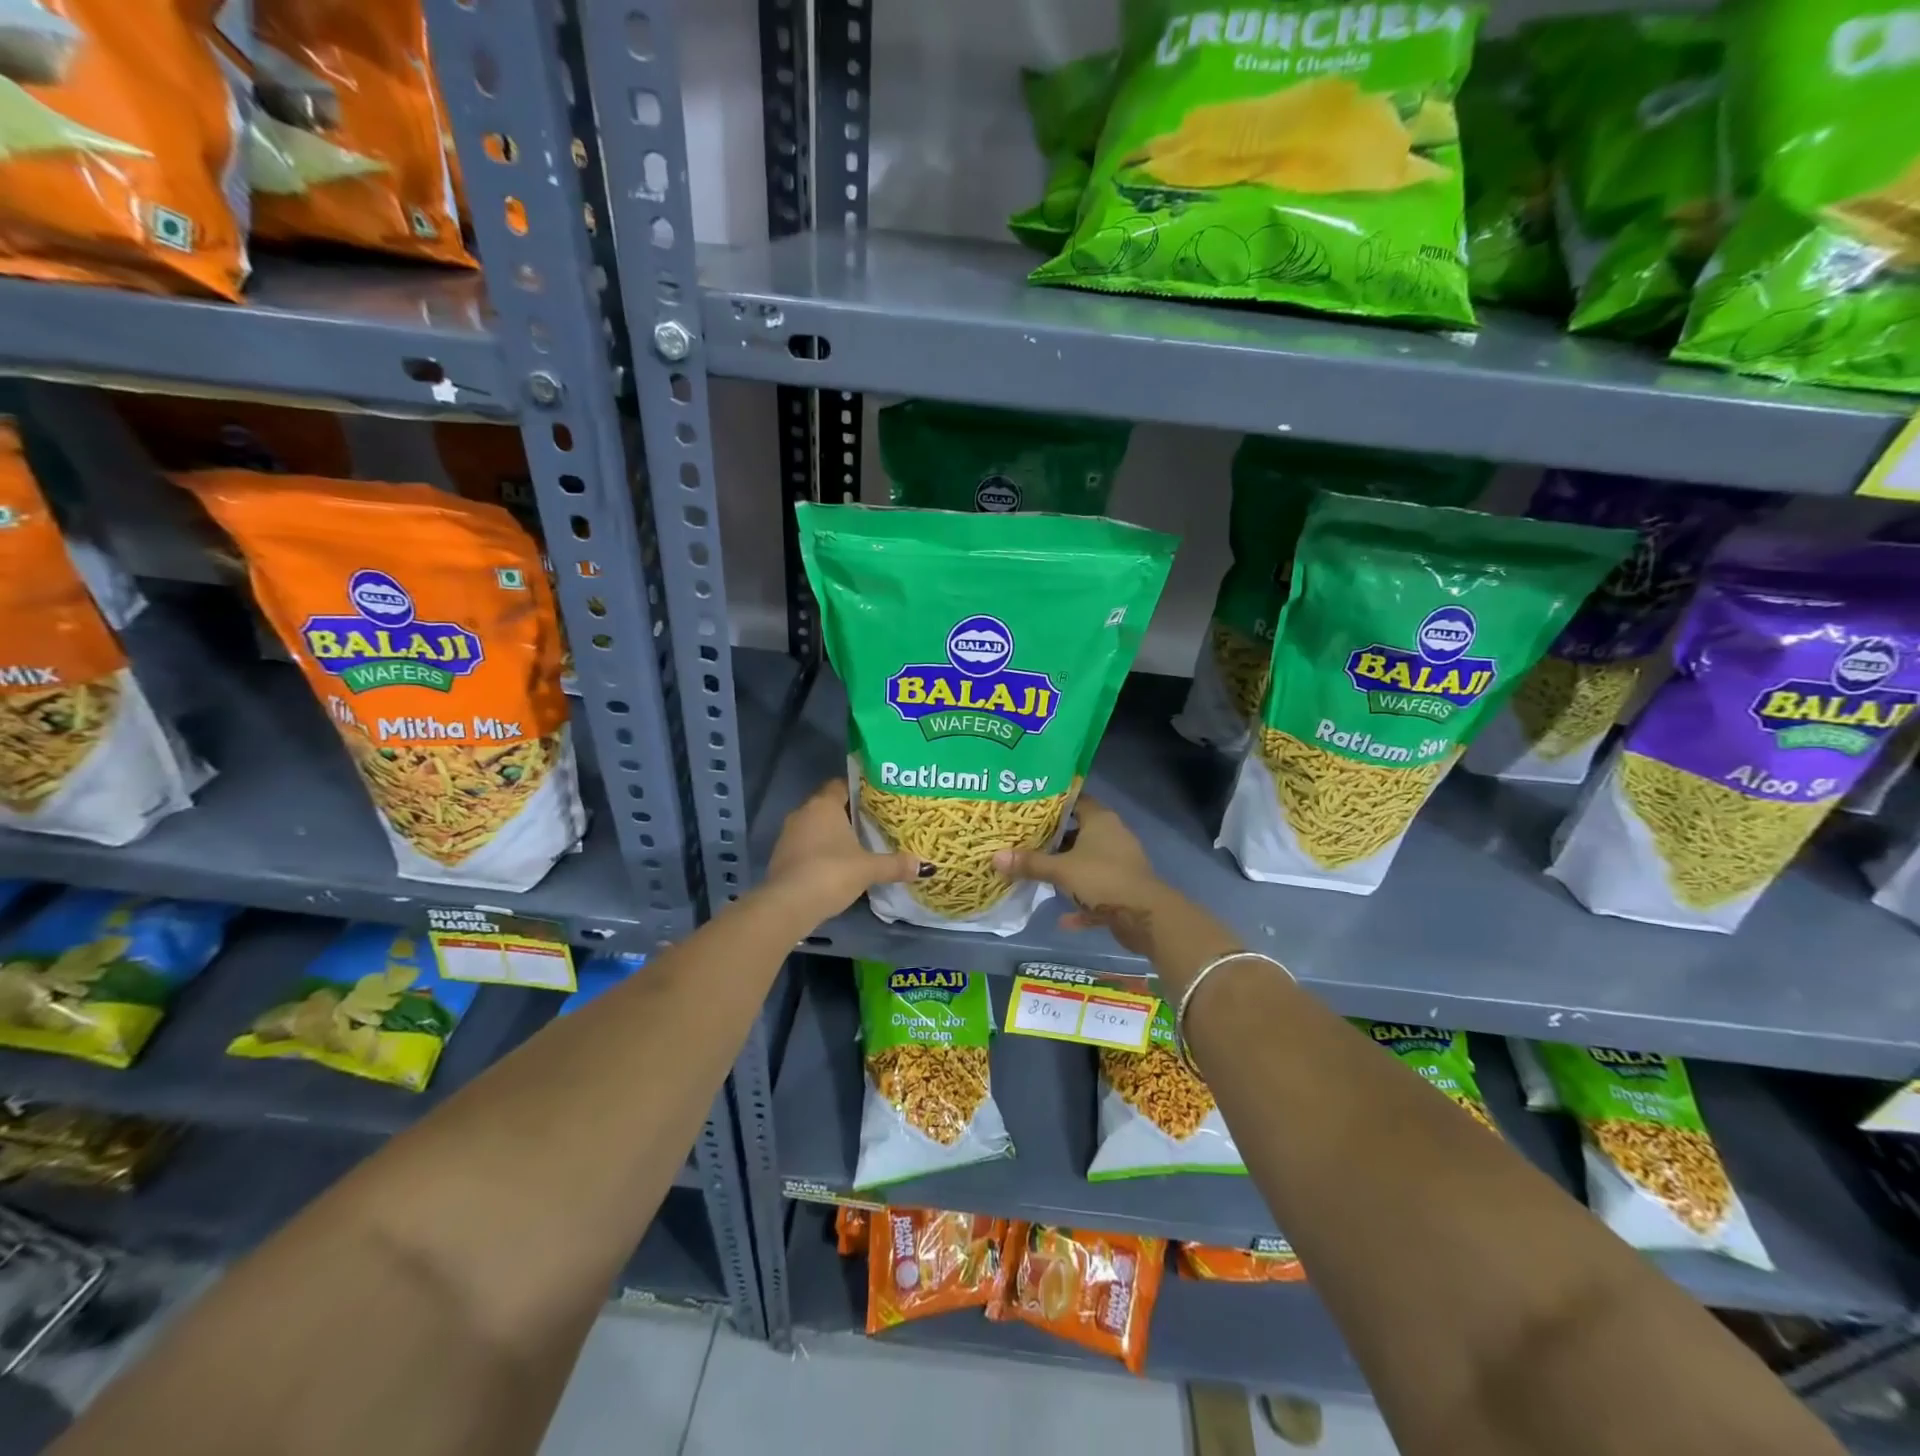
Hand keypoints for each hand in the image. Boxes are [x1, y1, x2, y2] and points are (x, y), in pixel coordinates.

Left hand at [763, 779, 922, 917]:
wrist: (788, 905)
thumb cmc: (831, 873)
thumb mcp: (869, 869)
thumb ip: (895, 864)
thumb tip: (925, 867)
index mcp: (824, 805)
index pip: (841, 784)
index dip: (859, 789)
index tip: (877, 799)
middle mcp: (803, 813)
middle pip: (828, 805)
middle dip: (848, 813)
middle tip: (873, 822)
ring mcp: (788, 835)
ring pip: (815, 826)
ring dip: (832, 834)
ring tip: (857, 844)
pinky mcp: (781, 856)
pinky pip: (805, 845)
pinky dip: (820, 850)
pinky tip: (836, 865)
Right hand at [994, 795, 1167, 955]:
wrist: (1146, 917)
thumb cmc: (1102, 879)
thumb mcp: (1061, 870)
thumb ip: (1030, 863)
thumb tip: (994, 857)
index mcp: (1100, 820)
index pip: (1076, 801)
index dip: (1053, 804)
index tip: (1029, 809)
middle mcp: (1112, 836)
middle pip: (1079, 832)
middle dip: (1054, 840)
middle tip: (1024, 841)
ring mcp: (1120, 864)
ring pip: (1088, 863)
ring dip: (1068, 872)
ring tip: (1038, 874)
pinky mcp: (1124, 890)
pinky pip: (1096, 893)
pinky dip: (1081, 903)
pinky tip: (1063, 918)